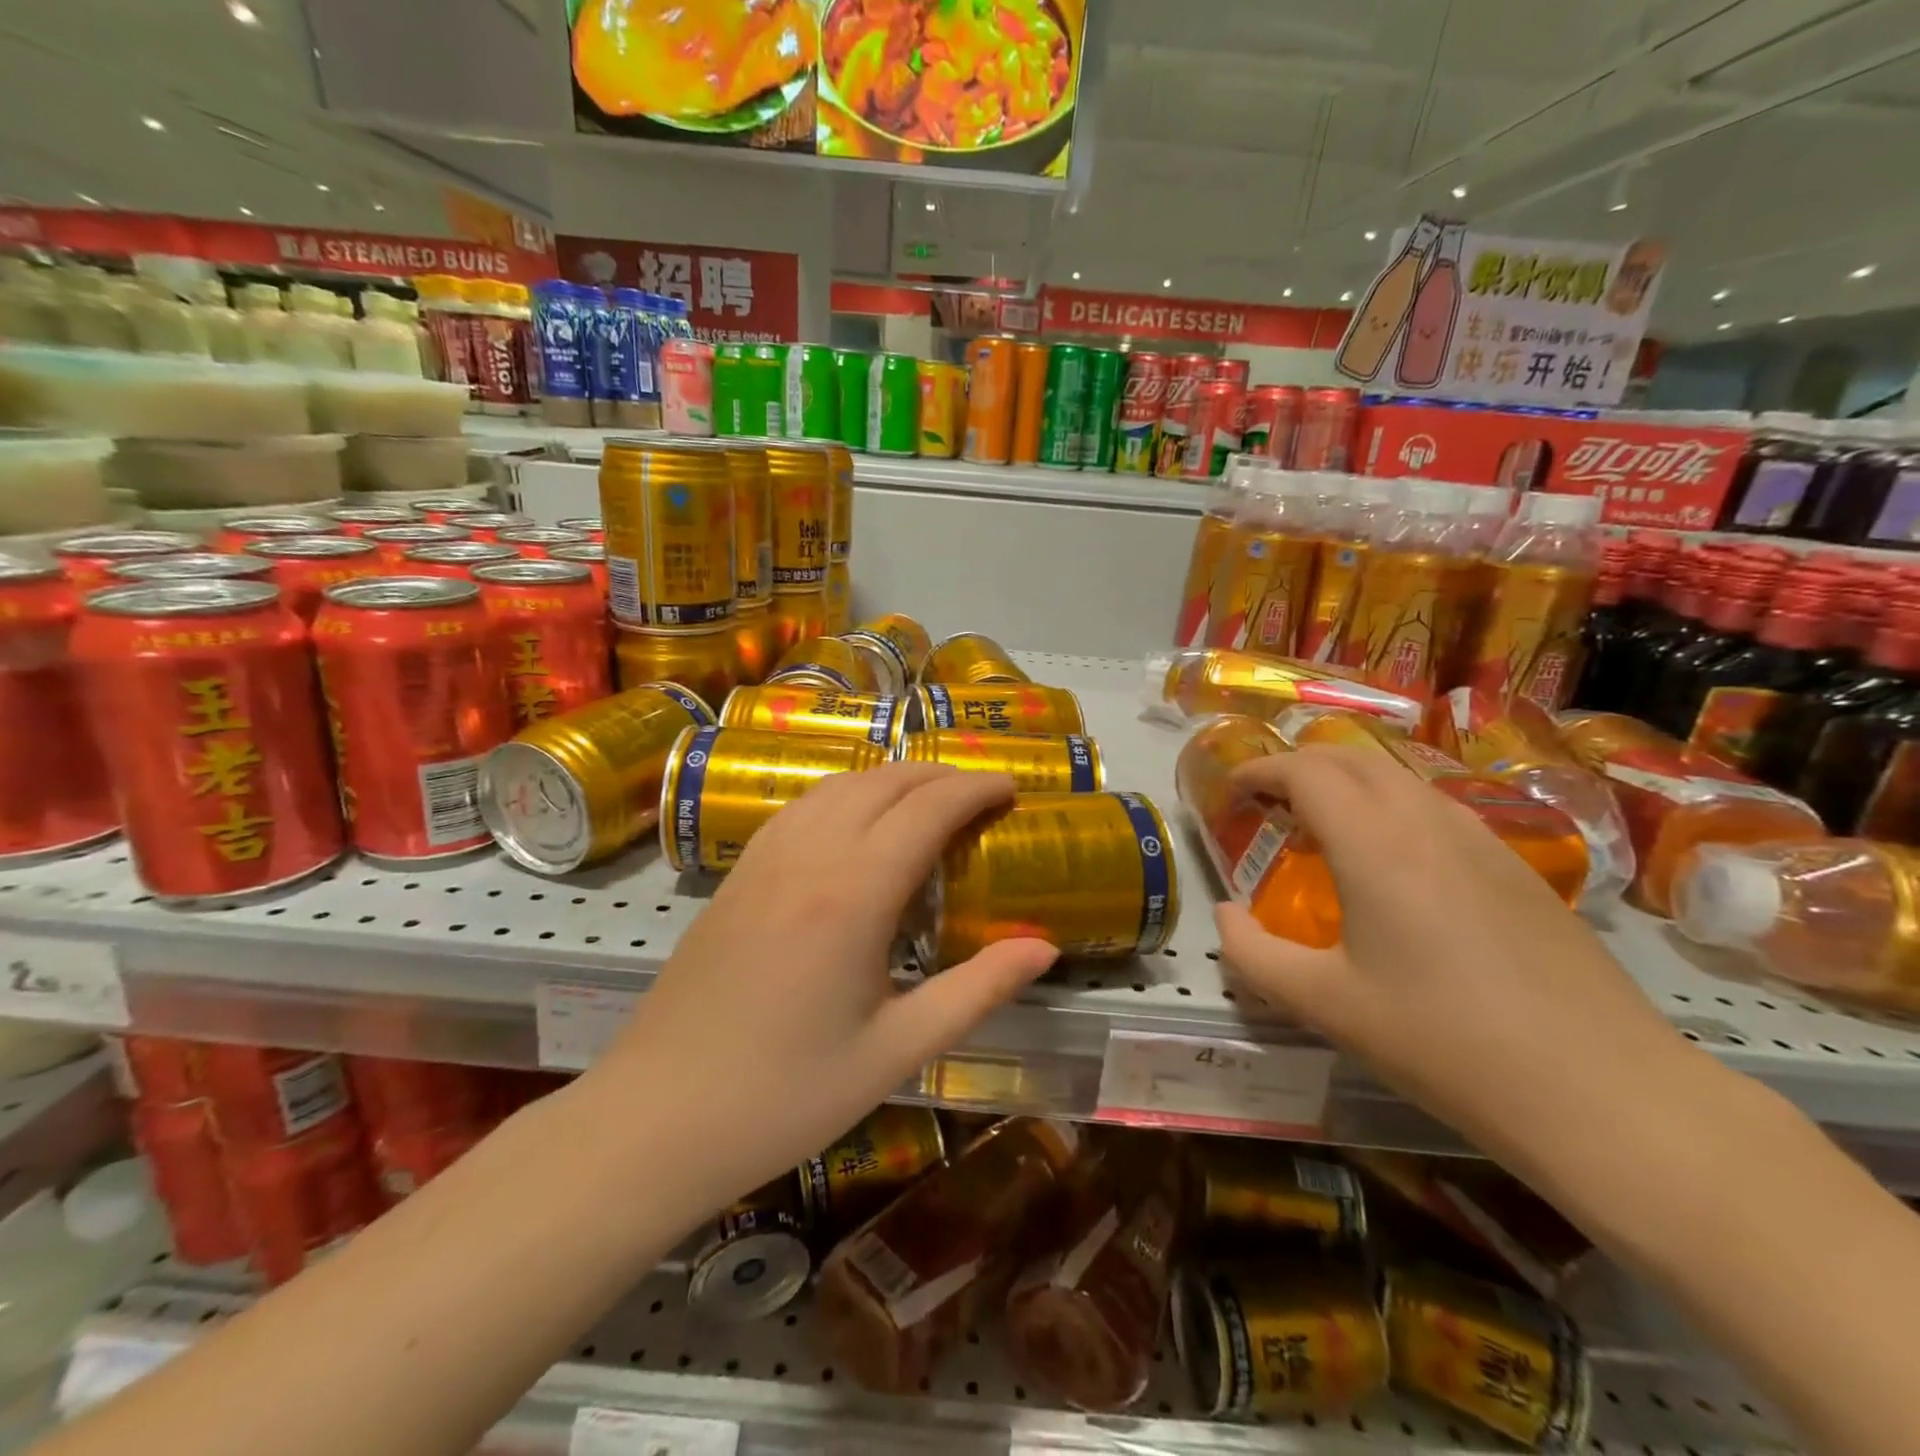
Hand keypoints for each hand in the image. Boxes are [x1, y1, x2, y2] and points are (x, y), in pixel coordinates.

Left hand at [597, 763, 1058, 1215]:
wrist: (655, 1120)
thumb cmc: (785, 1096)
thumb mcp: (896, 1052)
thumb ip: (976, 991)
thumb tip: (1043, 947)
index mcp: (853, 895)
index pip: (927, 810)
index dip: (975, 789)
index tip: (1012, 789)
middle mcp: (807, 857)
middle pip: (884, 783)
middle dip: (940, 776)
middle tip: (981, 795)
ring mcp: (763, 860)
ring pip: (838, 785)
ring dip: (891, 779)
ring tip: (928, 801)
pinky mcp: (736, 874)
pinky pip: (801, 807)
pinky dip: (845, 793)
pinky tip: (855, 823)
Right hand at [1213, 745, 1694, 1170]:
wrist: (1604, 1092)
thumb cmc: (1443, 1043)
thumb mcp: (1324, 1005)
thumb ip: (1253, 955)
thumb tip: (1226, 916)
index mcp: (1375, 845)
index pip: (1306, 771)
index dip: (1261, 769)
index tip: (1232, 789)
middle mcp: (1428, 822)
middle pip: (1353, 758)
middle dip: (1299, 765)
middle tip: (1267, 801)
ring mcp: (1482, 840)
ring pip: (1400, 778)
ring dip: (1347, 783)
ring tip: (1322, 827)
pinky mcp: (1517, 868)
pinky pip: (1436, 807)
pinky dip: (1390, 807)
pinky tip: (1390, 863)